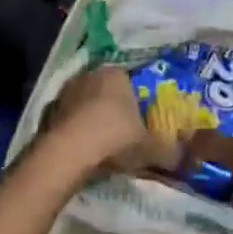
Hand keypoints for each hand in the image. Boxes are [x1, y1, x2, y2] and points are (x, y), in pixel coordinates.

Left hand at [35, 66, 169, 186]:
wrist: (68, 153)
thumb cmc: (115, 138)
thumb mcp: (151, 148)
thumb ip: (170, 151)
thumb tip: (185, 159)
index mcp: (116, 74)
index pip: (132, 81)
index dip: (139, 101)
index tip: (143, 120)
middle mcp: (89, 76)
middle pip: (106, 92)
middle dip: (115, 109)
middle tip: (125, 132)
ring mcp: (65, 93)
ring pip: (85, 105)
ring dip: (92, 120)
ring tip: (103, 145)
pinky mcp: (47, 113)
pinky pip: (68, 121)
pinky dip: (75, 132)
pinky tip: (83, 151)